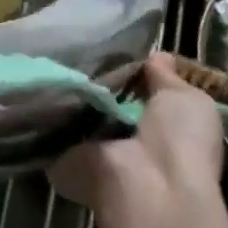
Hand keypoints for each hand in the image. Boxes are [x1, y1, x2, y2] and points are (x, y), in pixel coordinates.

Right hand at [50, 53, 223, 218]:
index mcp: (164, 128)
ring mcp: (94, 148)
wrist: (144, 183)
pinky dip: (44, 106)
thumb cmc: (178, 140)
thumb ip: (169, 78)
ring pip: (76, 108)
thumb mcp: (189, 100)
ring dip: (66, 89)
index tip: (107, 44)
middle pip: (105, 99)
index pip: (140, 92)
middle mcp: (128, 140)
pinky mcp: (63, 156)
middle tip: (73, 47)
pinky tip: (38, 80)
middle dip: (92, 77)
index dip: (127, 70)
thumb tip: (158, 56)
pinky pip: (51, 122)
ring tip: (50, 57)